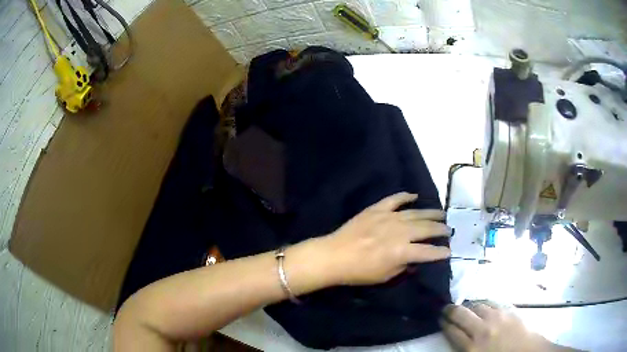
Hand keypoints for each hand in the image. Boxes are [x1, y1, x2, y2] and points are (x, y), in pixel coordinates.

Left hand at [320, 192, 451, 285]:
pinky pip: (394, 199)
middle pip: (426, 229)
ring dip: (430, 214)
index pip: (428, 251)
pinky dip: (405, 196)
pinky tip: (415, 195)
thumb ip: (404, 266)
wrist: (334, 255)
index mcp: (402, 251)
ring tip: (441, 214)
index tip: (449, 251)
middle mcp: (400, 231)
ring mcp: (388, 217)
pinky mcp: (376, 209)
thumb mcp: (385, 276)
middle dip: (440, 230)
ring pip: (415, 213)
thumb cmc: (359, 272)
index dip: (441, 252)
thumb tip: (415, 259)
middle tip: (449, 230)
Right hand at [440, 303, 566, 351]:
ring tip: (465, 308)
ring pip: (477, 305)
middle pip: (461, 314)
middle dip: (450, 310)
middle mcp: (482, 330)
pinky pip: (492, 303)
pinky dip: (484, 303)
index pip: (451, 331)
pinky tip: (482, 306)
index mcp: (472, 348)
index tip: (438, 318)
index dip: (443, 323)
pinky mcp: (509, 311)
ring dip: (468, 306)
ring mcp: (497, 318)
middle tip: (445, 309)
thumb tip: (457, 340)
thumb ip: (465, 350)